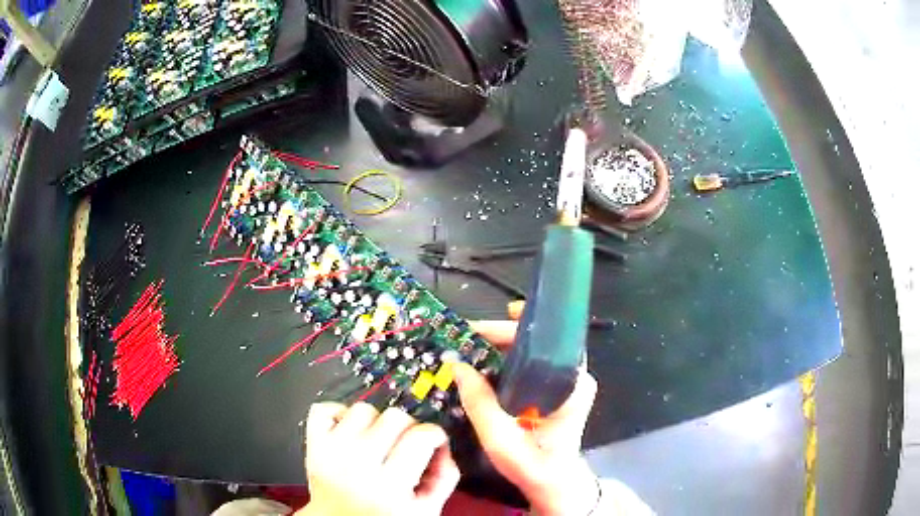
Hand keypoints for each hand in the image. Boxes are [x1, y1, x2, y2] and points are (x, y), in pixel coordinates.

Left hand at [297, 402, 459, 515]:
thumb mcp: (425, 511)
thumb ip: (444, 479)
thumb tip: (443, 448)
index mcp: (390, 486)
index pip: (421, 436)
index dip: (435, 435)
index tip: (433, 441)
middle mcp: (359, 465)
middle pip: (395, 417)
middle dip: (407, 428)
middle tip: (404, 445)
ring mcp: (332, 452)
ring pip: (363, 409)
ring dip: (374, 421)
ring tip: (375, 442)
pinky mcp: (314, 444)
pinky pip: (325, 409)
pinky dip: (339, 413)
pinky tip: (349, 432)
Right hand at [457, 302, 599, 515]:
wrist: (551, 482)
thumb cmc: (533, 465)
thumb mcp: (500, 438)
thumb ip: (479, 402)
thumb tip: (456, 364)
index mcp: (572, 385)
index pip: (553, 340)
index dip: (527, 324)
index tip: (503, 312)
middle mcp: (573, 378)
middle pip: (541, 341)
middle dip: (506, 333)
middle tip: (472, 333)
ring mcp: (564, 383)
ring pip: (534, 351)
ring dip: (505, 344)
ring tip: (473, 342)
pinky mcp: (553, 390)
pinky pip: (530, 365)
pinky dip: (508, 358)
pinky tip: (485, 359)